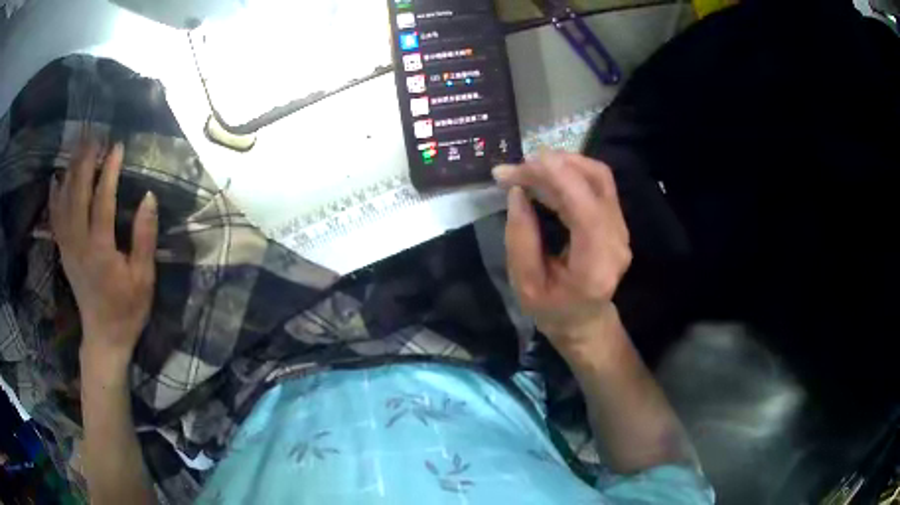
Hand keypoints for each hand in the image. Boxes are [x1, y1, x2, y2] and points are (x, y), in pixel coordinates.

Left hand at [50, 141, 157, 364]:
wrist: (104, 338)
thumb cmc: (127, 309)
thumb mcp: (144, 278)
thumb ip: (144, 237)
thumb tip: (148, 197)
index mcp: (100, 250)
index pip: (102, 200)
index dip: (109, 171)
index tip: (118, 146)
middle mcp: (79, 244)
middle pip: (77, 194)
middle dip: (84, 161)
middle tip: (93, 136)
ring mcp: (68, 248)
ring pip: (63, 202)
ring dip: (69, 172)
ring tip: (77, 148)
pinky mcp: (64, 253)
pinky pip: (55, 219)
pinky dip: (54, 196)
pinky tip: (56, 178)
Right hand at [494, 151, 630, 355]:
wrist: (584, 321)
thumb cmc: (552, 310)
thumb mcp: (525, 285)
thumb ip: (520, 239)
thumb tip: (517, 192)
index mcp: (596, 265)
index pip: (586, 209)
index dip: (557, 178)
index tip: (521, 165)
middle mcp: (617, 241)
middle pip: (596, 182)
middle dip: (553, 166)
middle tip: (514, 169)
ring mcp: (621, 228)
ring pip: (599, 176)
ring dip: (562, 164)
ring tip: (527, 168)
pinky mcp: (616, 220)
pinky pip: (597, 183)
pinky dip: (569, 172)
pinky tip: (545, 176)